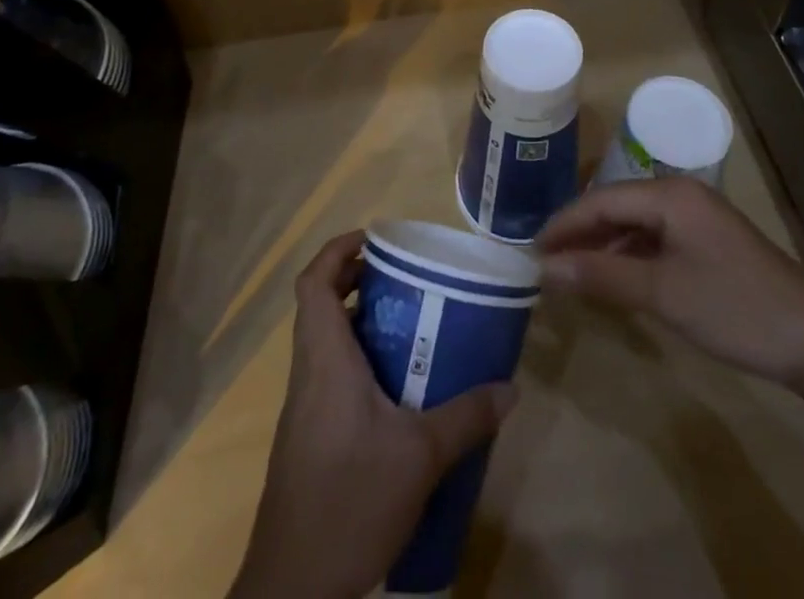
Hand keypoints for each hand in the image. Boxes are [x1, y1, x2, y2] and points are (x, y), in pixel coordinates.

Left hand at [228, 231, 517, 598]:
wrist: (292, 590)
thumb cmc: (349, 501)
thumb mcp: (419, 457)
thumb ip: (466, 417)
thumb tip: (510, 388)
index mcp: (324, 360)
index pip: (313, 282)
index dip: (337, 251)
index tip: (373, 239)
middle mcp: (307, 374)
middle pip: (320, 306)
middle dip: (357, 282)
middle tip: (404, 279)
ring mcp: (303, 409)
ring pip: (325, 344)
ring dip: (360, 324)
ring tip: (410, 327)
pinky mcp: (307, 439)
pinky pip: (329, 378)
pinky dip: (358, 364)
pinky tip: (396, 392)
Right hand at [537, 177, 803, 383]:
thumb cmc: (734, 308)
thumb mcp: (662, 293)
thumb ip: (601, 276)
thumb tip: (545, 269)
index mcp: (669, 194)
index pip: (600, 200)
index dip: (563, 224)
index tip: (530, 250)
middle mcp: (680, 195)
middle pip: (616, 207)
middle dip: (580, 234)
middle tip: (544, 263)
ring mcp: (698, 220)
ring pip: (635, 225)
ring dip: (603, 247)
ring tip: (570, 273)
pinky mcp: (709, 245)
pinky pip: (655, 241)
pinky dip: (629, 258)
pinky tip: (615, 280)